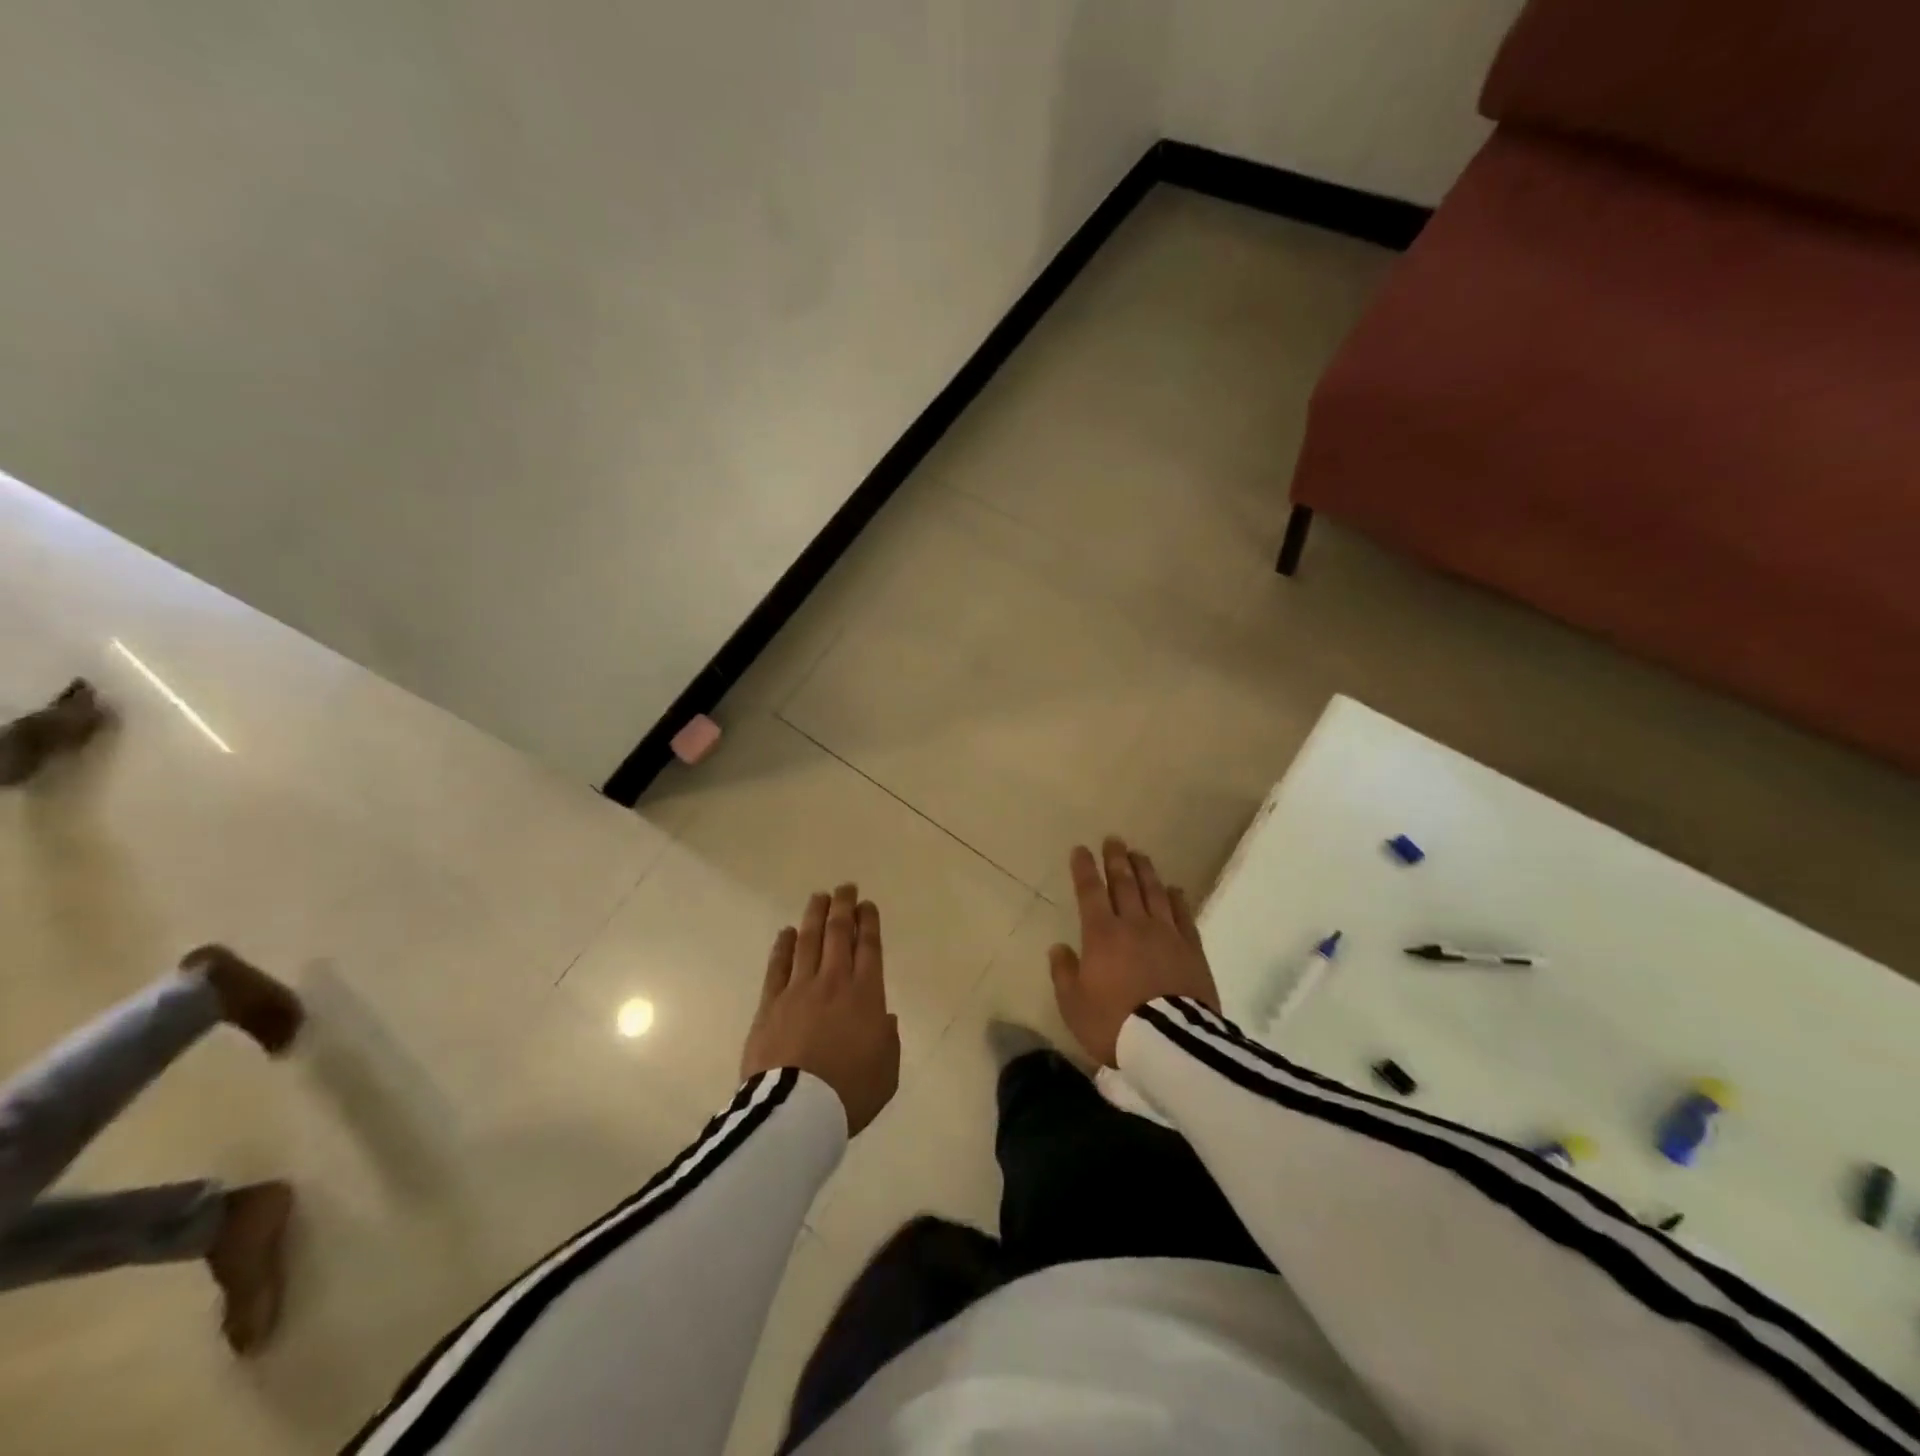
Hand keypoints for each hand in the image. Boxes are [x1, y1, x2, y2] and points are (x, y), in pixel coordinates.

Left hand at [741, 884, 899, 1136]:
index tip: (867, 905)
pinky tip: (786, 932)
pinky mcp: (771, 1004)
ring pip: (808, 941)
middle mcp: (834, 982)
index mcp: (867, 995)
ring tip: (819, 897)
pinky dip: (783, 945)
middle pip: (838, 934)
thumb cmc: (850, 1092)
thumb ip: (888, 1039)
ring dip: (815, 916)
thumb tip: (884, 1018)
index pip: (869, 947)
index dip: (869, 922)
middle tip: (845, 888)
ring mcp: (799, 989)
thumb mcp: (887, 1071)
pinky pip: (778, 965)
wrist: (797, 1110)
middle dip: (843, 907)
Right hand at [1050, 837, 1219, 1066]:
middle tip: (1113, 840)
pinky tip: (1174, 889)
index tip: (1080, 850)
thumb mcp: (1074, 1005)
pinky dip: (1177, 899)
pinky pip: (1183, 915)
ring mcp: (1166, 934)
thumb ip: (1064, 973)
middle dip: (1116, 860)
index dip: (1084, 869)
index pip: (1090, 892)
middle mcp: (1134, 925)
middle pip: (1125, 884)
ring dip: (1145, 871)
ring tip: (1139, 855)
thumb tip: (1059, 948)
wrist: (1170, 1043)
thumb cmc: (1114, 1024)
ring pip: (1155, 893)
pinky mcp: (1192, 949)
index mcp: (1102, 935)